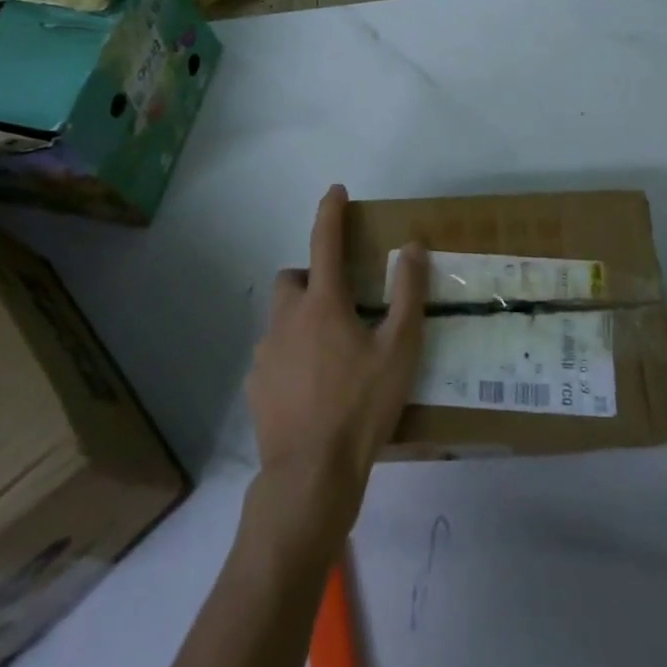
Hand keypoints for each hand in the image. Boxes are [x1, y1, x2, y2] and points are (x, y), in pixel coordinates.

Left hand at [245, 185, 427, 535]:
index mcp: (323, 304)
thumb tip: (412, 247)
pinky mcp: (255, 385)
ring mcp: (266, 353)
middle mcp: (287, 319)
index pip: (325, 241)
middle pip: (292, 278)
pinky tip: (311, 387)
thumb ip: (407, 294)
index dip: (330, 212)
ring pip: (281, 318)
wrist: (310, 476)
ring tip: (329, 353)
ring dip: (301, 320)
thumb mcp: (399, 350)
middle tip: (339, 303)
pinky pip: (272, 354)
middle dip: (311, 277)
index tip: (335, 191)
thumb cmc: (361, 407)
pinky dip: (289, 356)